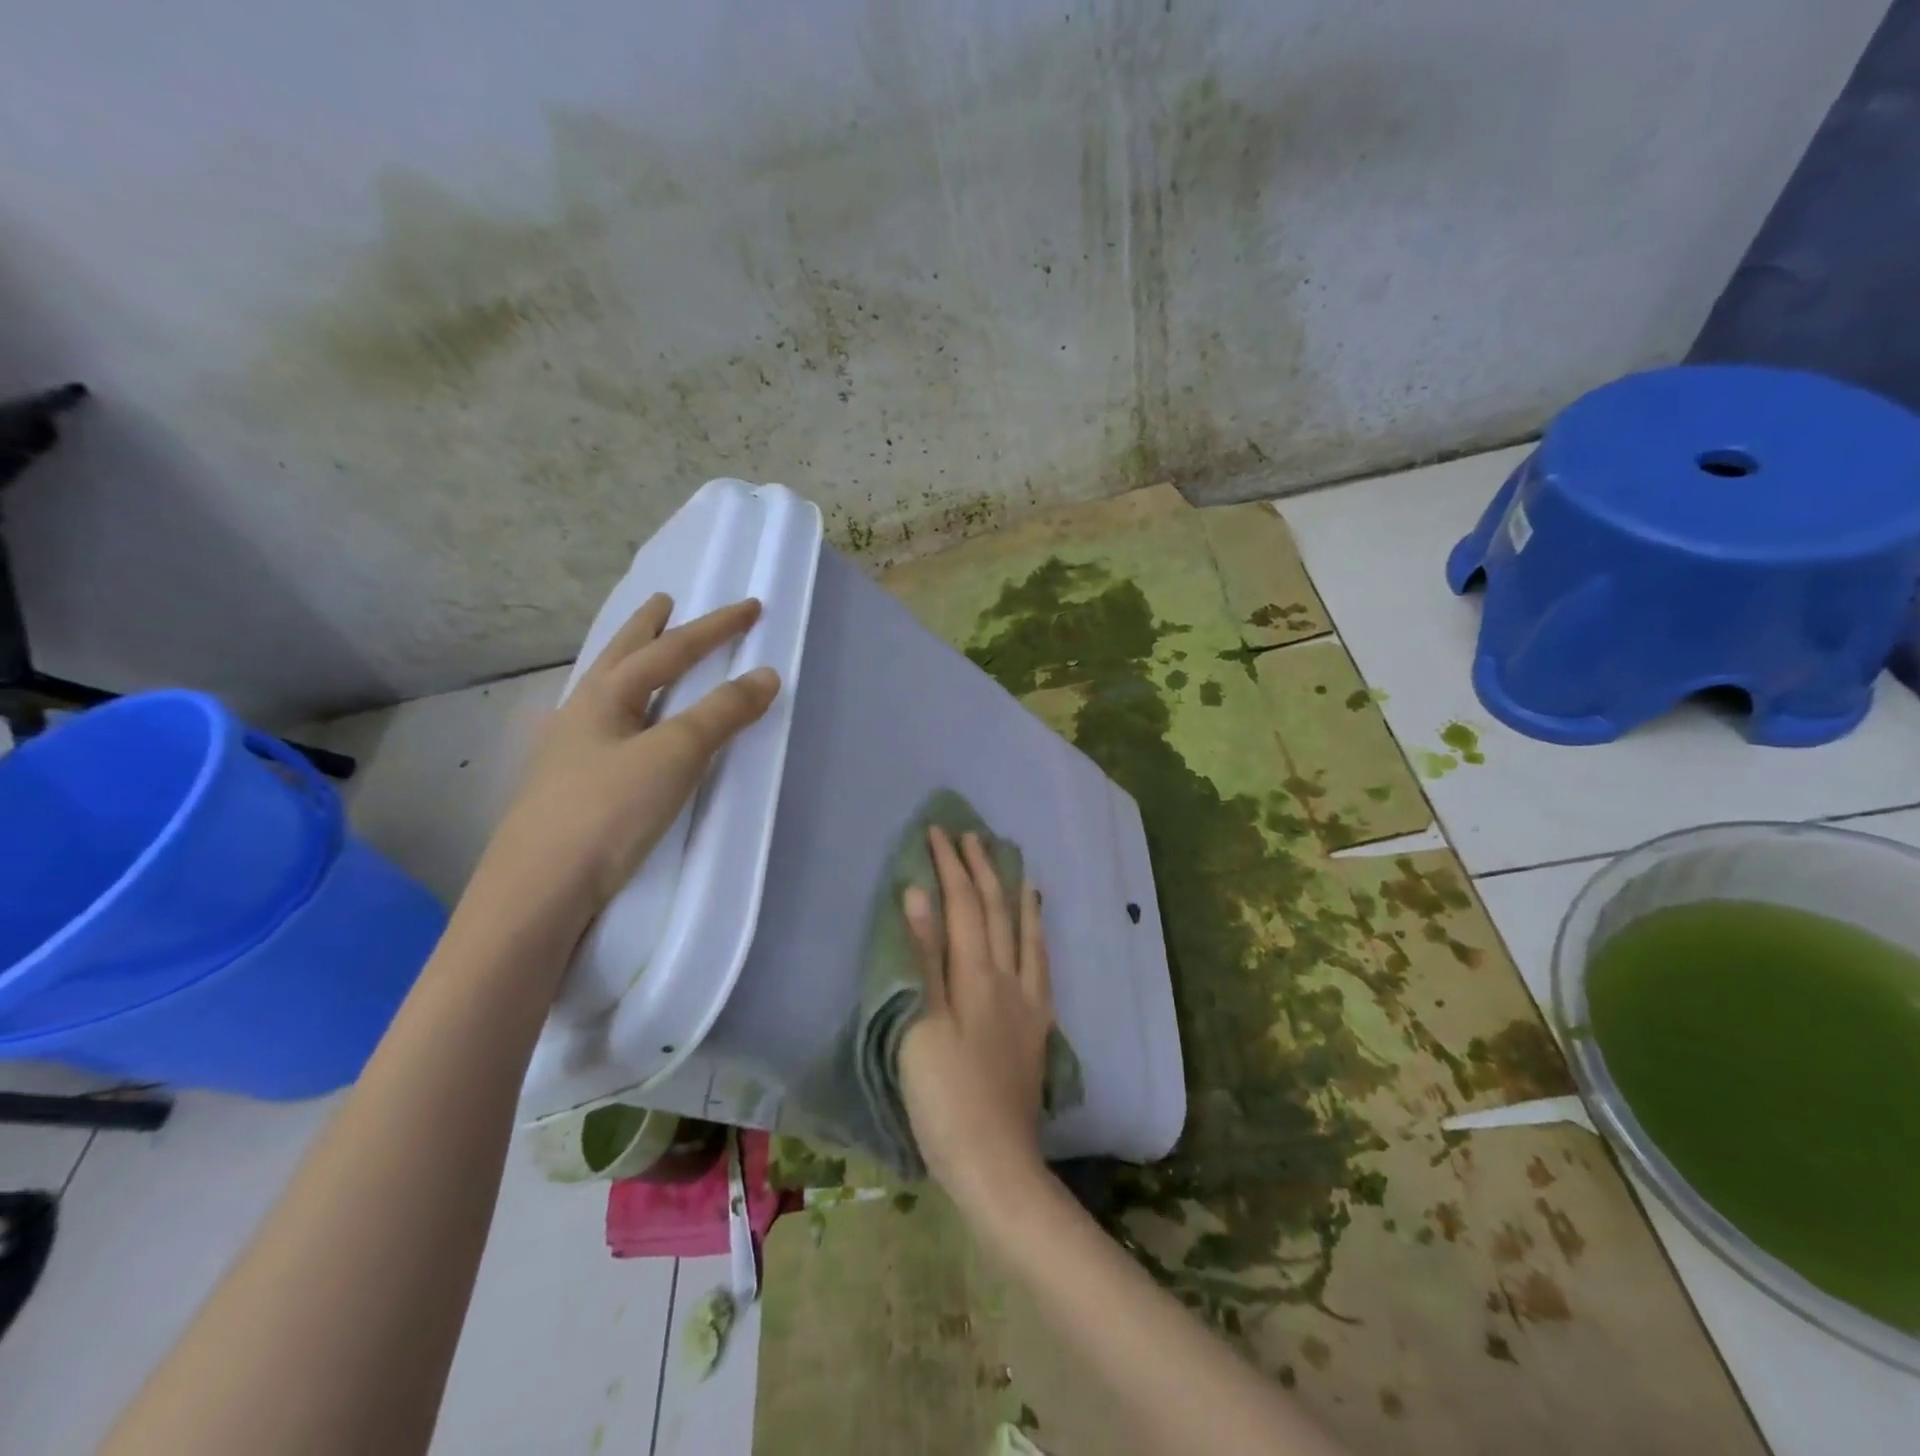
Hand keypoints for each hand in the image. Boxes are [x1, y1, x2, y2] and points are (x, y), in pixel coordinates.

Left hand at [472, 595, 779, 932]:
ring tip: (643, 652)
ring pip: (605, 691)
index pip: (669, 650)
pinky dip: (624, 707)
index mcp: (604, 697)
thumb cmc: (607, 813)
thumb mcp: (674, 756)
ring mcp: (568, 751)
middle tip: (663, 601)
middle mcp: (580, 714)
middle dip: (646, 628)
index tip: (752, 607)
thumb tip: (765, 675)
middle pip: (620, 657)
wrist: (538, 893)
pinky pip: (603, 725)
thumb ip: (720, 714)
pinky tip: (621, 726)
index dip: (714, 628)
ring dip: (630, 664)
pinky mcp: (570, 786)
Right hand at [899, 826, 1055, 1205]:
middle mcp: (1008, 979)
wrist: (996, 1164)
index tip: (938, 832)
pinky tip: (1037, 931)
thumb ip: (924, 959)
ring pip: (1025, 933)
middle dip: (982, 869)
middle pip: (996, 911)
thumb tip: (918, 895)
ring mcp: (1028, 1003)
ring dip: (1015, 894)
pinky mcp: (1037, 1028)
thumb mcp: (921, 1026)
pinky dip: (1038, 936)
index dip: (950, 866)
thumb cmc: (945, 1098)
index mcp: (976, 975)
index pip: (963, 905)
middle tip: (971, 836)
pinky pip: (1042, 966)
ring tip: (1014, 866)